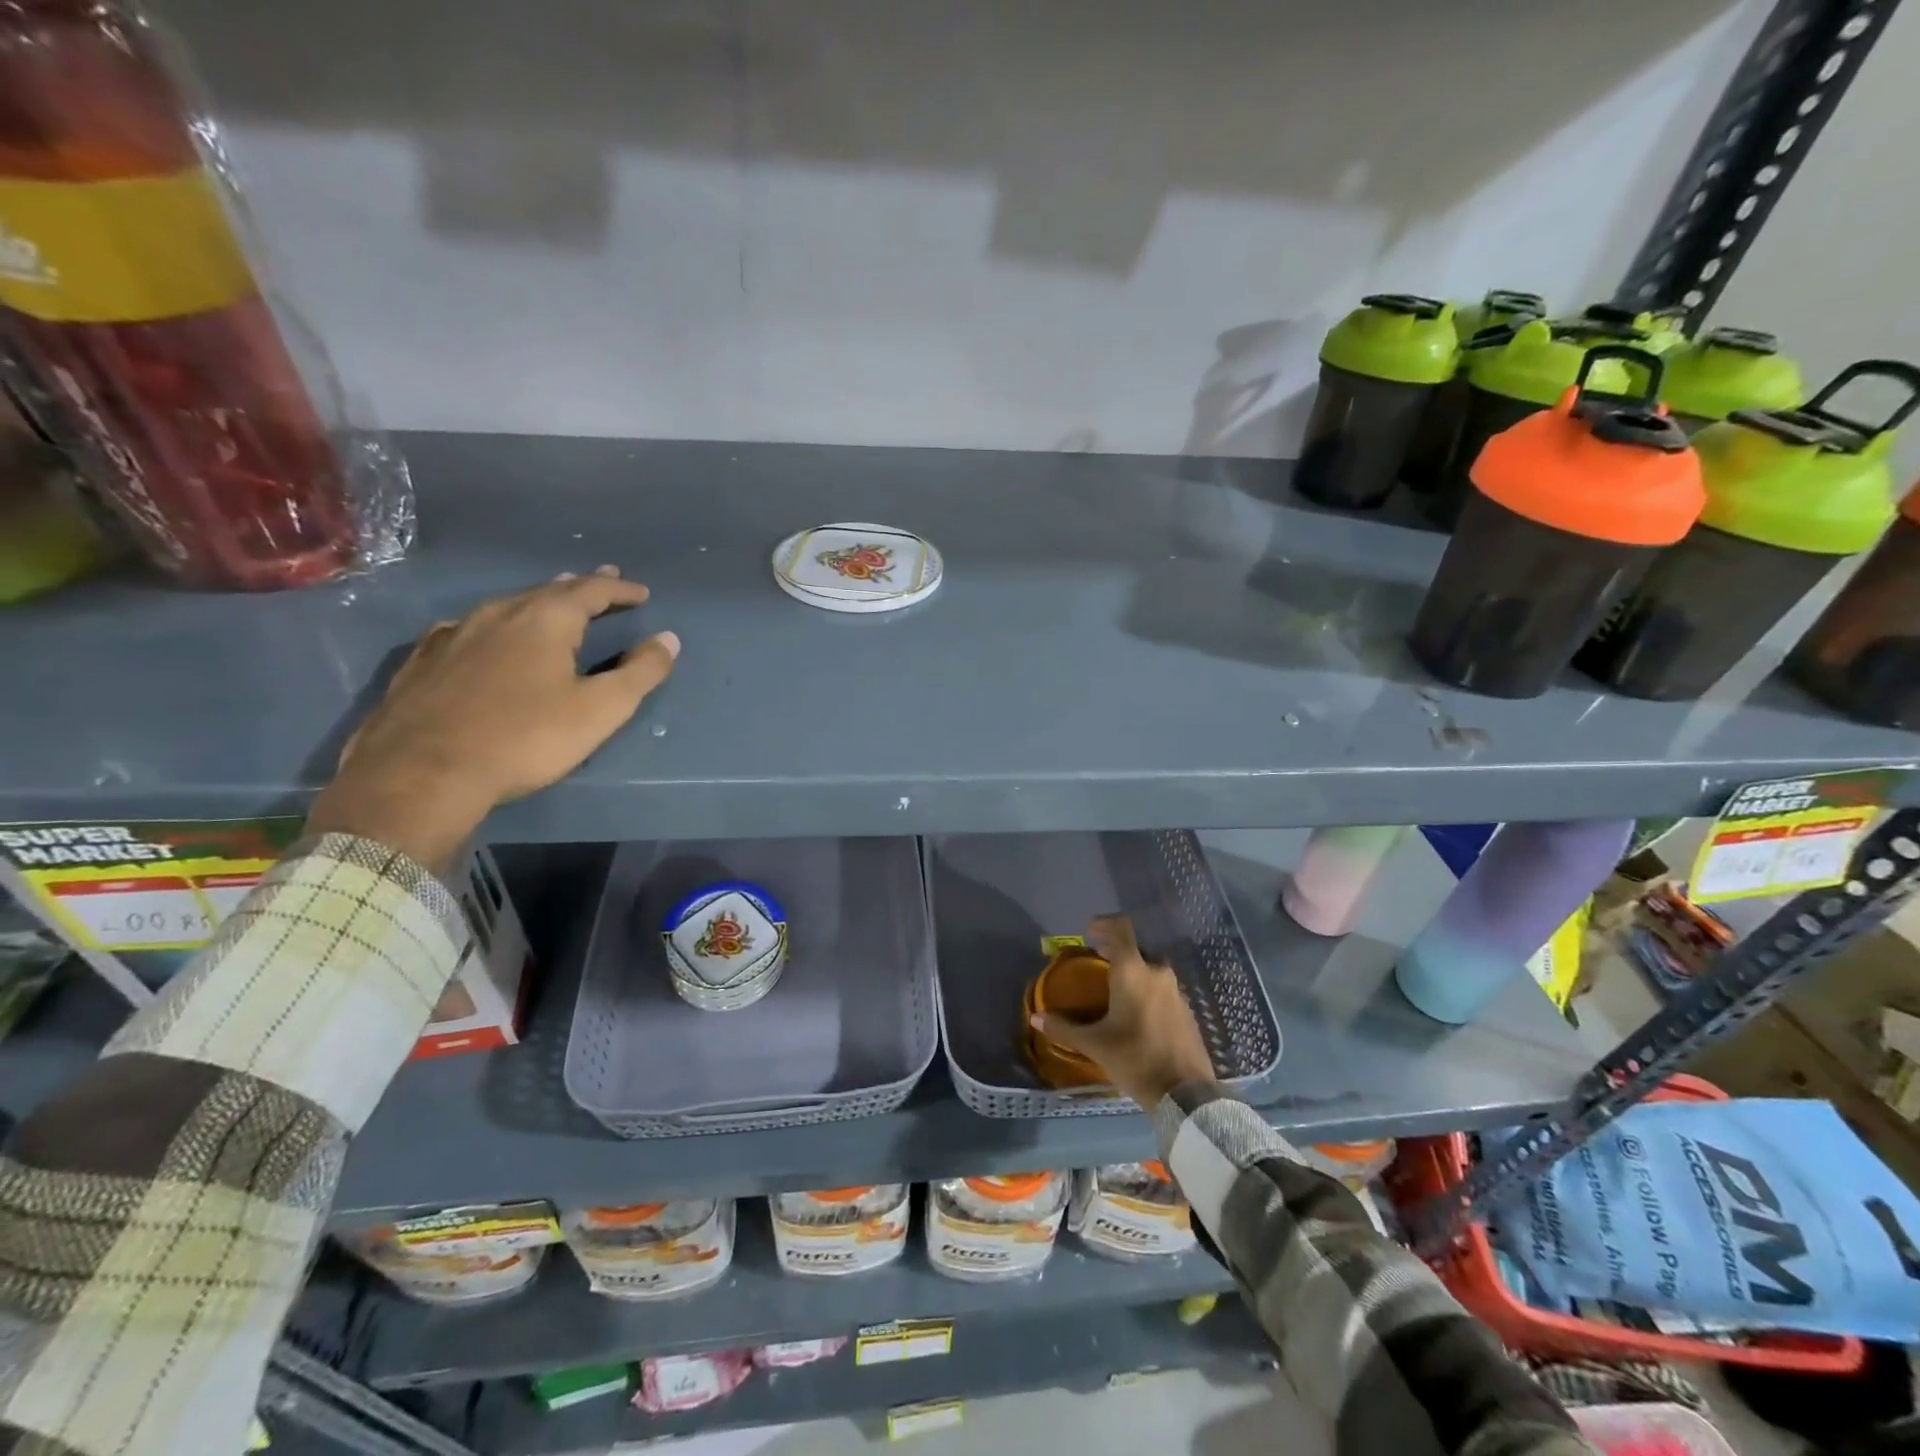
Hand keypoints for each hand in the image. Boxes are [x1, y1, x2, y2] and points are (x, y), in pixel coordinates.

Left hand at [306, 567, 678, 870]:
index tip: (641, 593)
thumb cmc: (525, 739)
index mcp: (544, 621)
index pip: (591, 591)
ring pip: (505, 606)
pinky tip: (484, 635)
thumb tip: (668, 639)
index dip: (620, 589)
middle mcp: (497, 615)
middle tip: (602, 580)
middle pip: (547, 591)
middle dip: (580, 586)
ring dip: (537, 601)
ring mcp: (453, 635)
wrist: (421, 774)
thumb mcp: (600, 711)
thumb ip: (640, 673)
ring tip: (551, 601)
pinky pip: (467, 628)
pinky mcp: (422, 662)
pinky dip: (493, 625)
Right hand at [1030, 914, 1215, 1109]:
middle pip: (1134, 950)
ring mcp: (1176, 991)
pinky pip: (1161, 989)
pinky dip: (1146, 993)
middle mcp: (1157, 972)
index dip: (1103, 923)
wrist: (1186, 1095)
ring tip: (1113, 995)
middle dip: (1114, 955)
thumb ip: (1065, 1027)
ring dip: (1131, 975)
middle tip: (1095, 969)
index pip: (1120, 928)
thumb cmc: (1135, 1059)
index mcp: (1133, 971)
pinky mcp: (1187, 1010)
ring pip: (1149, 971)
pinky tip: (1135, 1016)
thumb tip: (1036, 1018)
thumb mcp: (1095, 1045)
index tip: (1088, 934)